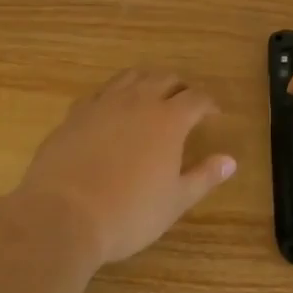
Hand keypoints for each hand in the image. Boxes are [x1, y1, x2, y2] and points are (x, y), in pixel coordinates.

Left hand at [13, 68, 236, 264]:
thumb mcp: (174, 202)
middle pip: (165, 78)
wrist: (62, 216)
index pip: (197, 98)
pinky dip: (114, 95)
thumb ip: (204, 177)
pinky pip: (101, 93)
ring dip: (147, 81)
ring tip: (151, 97)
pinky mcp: (76, 113)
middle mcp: (139, 100)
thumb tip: (230, 160)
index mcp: (169, 119)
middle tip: (185, 103)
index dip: (209, 104)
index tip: (213, 114)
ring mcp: (104, 103)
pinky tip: (112, 111)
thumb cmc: (128, 213)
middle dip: (180, 87)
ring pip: (132, 77)